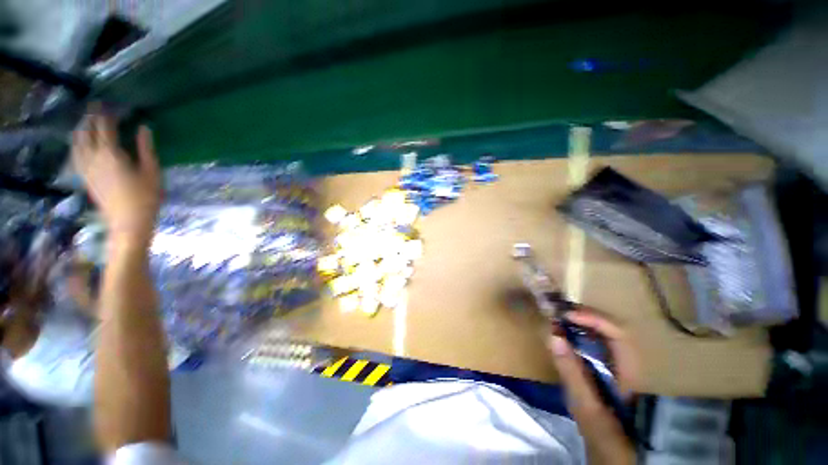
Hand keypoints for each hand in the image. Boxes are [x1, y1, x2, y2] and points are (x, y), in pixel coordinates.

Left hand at [72, 105, 160, 246]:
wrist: (127, 222)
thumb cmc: (145, 197)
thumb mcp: (152, 172)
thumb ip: (146, 148)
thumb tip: (143, 127)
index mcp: (111, 153)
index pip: (105, 126)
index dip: (107, 113)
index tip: (111, 104)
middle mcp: (93, 156)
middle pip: (87, 131)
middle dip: (91, 117)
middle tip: (96, 107)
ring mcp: (86, 167)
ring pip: (77, 142)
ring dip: (80, 129)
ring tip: (85, 122)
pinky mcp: (84, 176)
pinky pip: (75, 154)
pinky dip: (76, 144)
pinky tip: (79, 143)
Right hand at [548, 311, 638, 464]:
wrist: (610, 452)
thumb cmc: (604, 434)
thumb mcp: (586, 407)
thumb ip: (572, 373)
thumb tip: (553, 336)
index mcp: (629, 371)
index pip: (618, 333)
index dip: (594, 319)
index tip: (566, 316)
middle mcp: (625, 362)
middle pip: (610, 327)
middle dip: (584, 316)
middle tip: (558, 312)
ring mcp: (615, 364)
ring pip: (602, 332)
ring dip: (580, 321)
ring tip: (558, 317)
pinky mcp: (604, 367)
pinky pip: (593, 341)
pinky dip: (576, 332)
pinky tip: (562, 333)